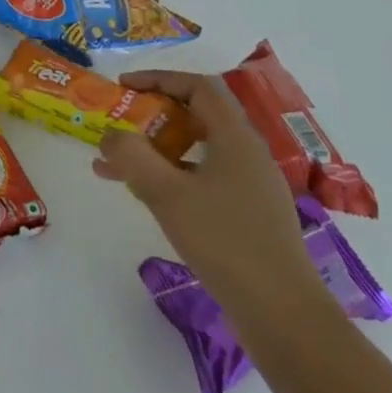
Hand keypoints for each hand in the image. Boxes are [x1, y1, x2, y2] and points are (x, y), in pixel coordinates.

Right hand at [93, 69, 325, 330]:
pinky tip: (145, 195)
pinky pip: (202, 177)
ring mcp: (250, 185)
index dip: (159, 78)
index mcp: (236, 138)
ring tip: (114, 165)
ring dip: (155, 149)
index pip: (198, 87)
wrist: (282, 314)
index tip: (124, 86)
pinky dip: (170, 175)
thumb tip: (110, 134)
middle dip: (152, 115)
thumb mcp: (166, 194)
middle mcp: (247, 154)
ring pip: (197, 149)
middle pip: (197, 115)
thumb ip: (132, 156)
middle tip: (118, 123)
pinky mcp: (247, 213)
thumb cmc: (224, 242)